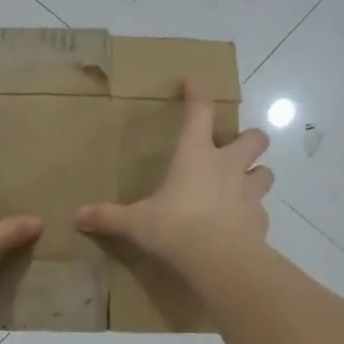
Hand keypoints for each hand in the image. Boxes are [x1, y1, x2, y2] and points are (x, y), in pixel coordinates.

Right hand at [75, 82, 271, 284]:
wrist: (220, 260)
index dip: (197, 94)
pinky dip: (252, 213)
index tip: (192, 82)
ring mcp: (249, 193)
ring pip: (265, 172)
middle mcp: (228, 166)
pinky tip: (239, 224)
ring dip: (257, 174)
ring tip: (243, 184)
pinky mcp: (260, 221)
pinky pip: (260, 210)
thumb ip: (109, 217)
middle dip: (249, 138)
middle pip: (254, 138)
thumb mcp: (136, 223)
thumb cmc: (175, 228)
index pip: (200, 113)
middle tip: (235, 148)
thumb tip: (77, 216)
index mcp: (196, 155)